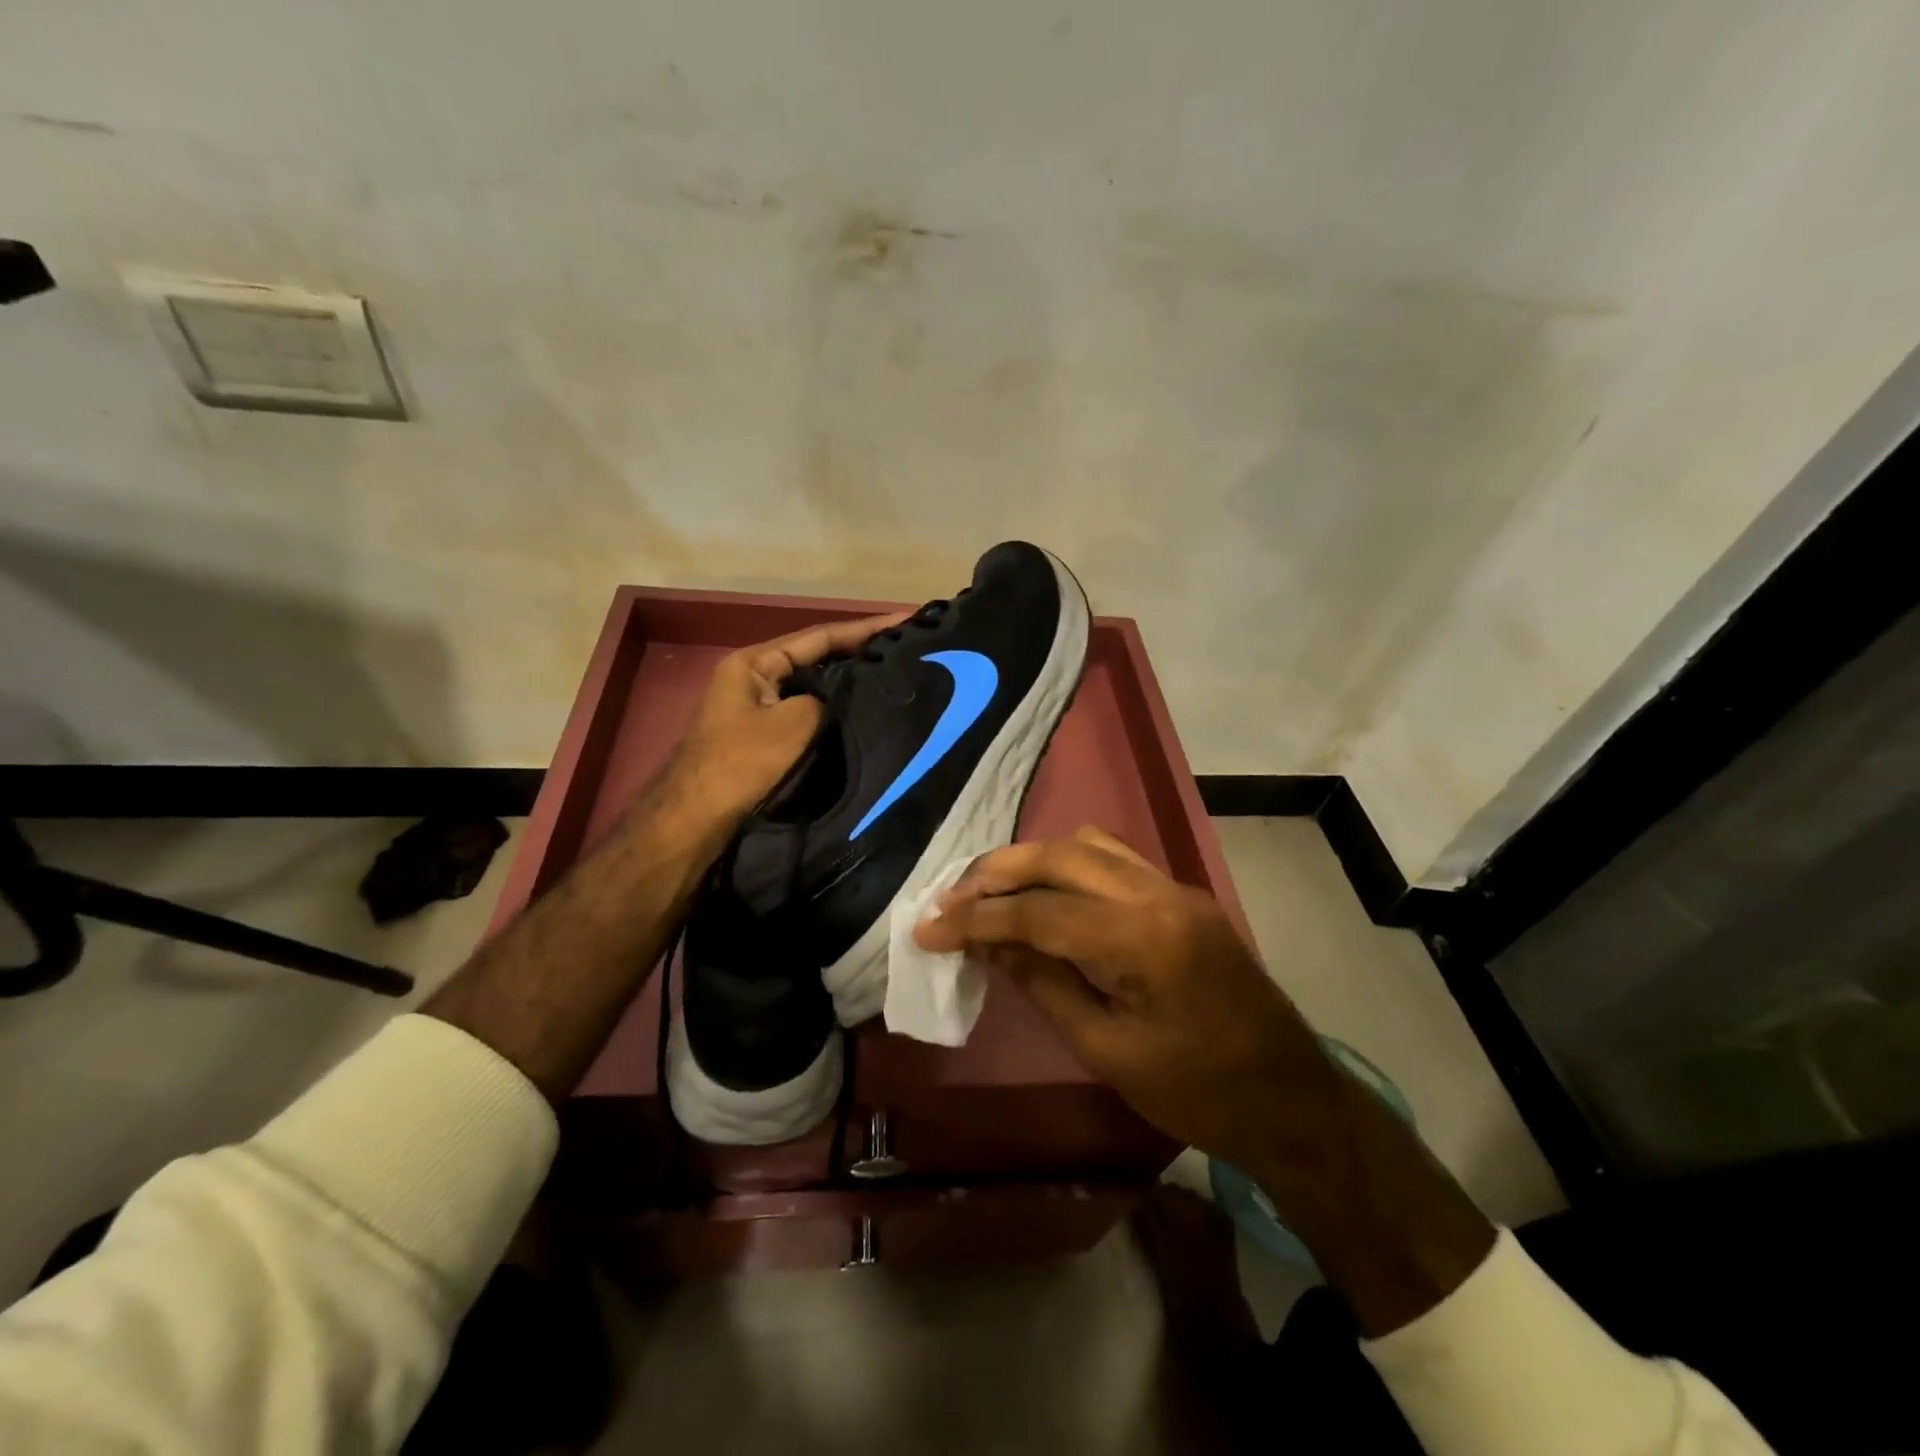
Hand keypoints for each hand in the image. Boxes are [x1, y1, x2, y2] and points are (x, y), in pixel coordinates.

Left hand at [667, 611, 908, 824]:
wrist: (696, 822)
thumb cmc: (742, 763)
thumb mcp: (794, 722)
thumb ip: (827, 699)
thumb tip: (846, 700)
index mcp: (755, 663)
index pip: (819, 637)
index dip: (865, 629)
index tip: (906, 620)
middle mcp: (755, 679)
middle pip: (817, 660)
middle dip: (859, 655)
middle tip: (907, 650)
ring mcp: (758, 711)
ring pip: (814, 690)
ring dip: (849, 686)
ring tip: (895, 679)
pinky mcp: (764, 741)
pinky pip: (808, 717)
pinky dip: (835, 714)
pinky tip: (863, 717)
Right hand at [913, 827, 1339, 1175]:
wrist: (1291, 1099)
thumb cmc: (1198, 1094)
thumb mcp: (1106, 1051)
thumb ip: (1044, 985)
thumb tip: (990, 945)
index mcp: (1141, 938)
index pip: (1039, 911)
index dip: (976, 919)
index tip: (928, 929)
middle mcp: (1158, 893)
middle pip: (1059, 855)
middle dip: (996, 872)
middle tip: (951, 897)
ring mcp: (1174, 887)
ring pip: (1086, 844)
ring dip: (1032, 860)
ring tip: (990, 891)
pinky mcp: (1181, 895)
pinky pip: (1113, 858)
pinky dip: (1068, 865)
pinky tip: (1045, 892)